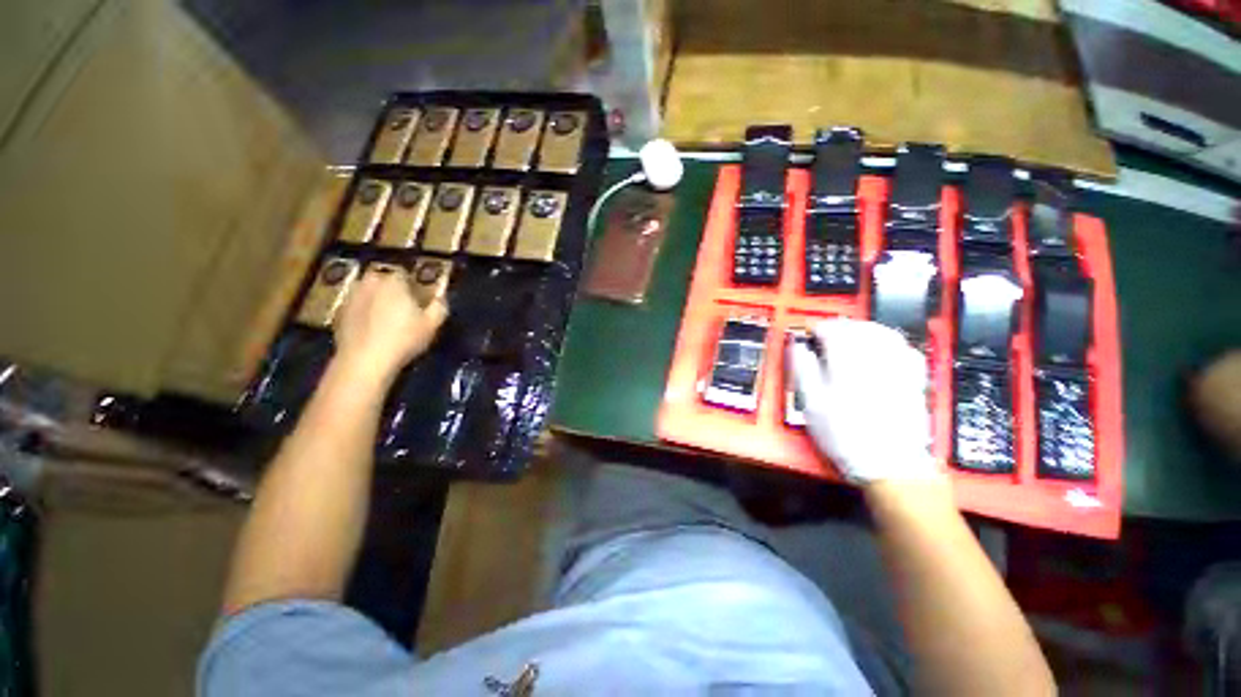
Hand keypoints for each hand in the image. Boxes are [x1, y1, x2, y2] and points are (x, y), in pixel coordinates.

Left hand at [332, 269, 447, 383]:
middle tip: (405, 309)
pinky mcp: (339, 312)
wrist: (364, 361)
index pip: (405, 273)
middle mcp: (369, 282)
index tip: (420, 299)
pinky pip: (358, 307)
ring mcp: (351, 296)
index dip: (414, 285)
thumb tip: (440, 296)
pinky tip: (374, 330)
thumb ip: (439, 305)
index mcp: (393, 281)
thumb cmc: (404, 339)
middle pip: (384, 281)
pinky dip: (365, 313)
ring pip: (369, 293)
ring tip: (388, 319)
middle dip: (393, 291)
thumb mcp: (432, 324)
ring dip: (378, 300)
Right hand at [787, 318, 938, 483]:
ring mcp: (899, 367)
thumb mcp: (812, 403)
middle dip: (839, 327)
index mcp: (848, 361)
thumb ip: (803, 369)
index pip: (832, 330)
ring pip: (882, 332)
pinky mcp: (914, 379)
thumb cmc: (845, 434)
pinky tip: (881, 347)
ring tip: (849, 336)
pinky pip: (903, 347)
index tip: (807, 335)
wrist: (889, 464)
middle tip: (824, 335)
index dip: (816, 329)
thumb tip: (796, 346)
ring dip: (862, 329)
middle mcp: (876, 358)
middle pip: (858, 327)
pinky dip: (888, 340)